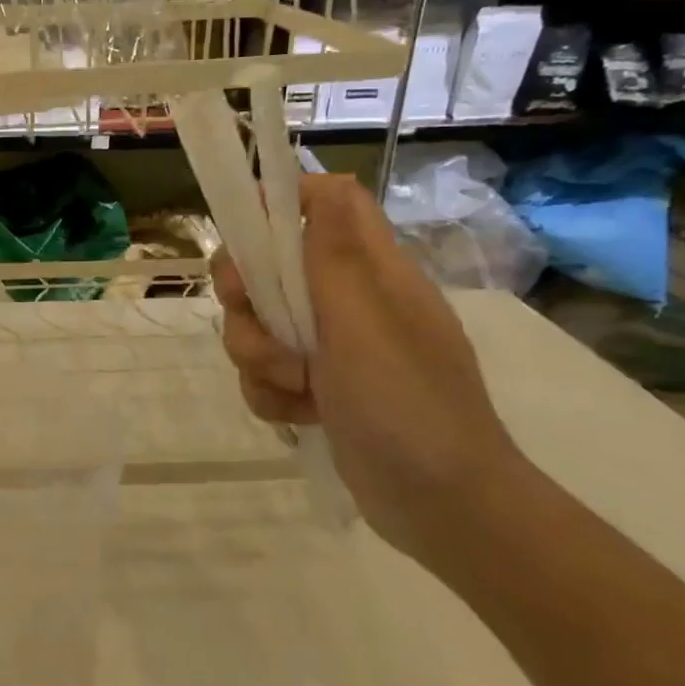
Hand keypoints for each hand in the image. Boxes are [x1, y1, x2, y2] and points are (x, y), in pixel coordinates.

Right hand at [212, 174, 524, 566]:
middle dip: (247, 301)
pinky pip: (263, 373)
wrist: (441, 506)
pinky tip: (299, 416)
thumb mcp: (365, 322)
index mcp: (369, 272)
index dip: (278, 205)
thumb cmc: (408, 404)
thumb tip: (326, 179)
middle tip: (257, 324)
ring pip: (257, 326)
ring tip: (294, 389)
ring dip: (257, 358)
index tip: (243, 234)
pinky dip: (269, 394)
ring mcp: (329, 348)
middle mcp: (346, 302)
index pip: (324, 206)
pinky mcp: (315, 388)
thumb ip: (332, 255)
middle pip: (268, 269)